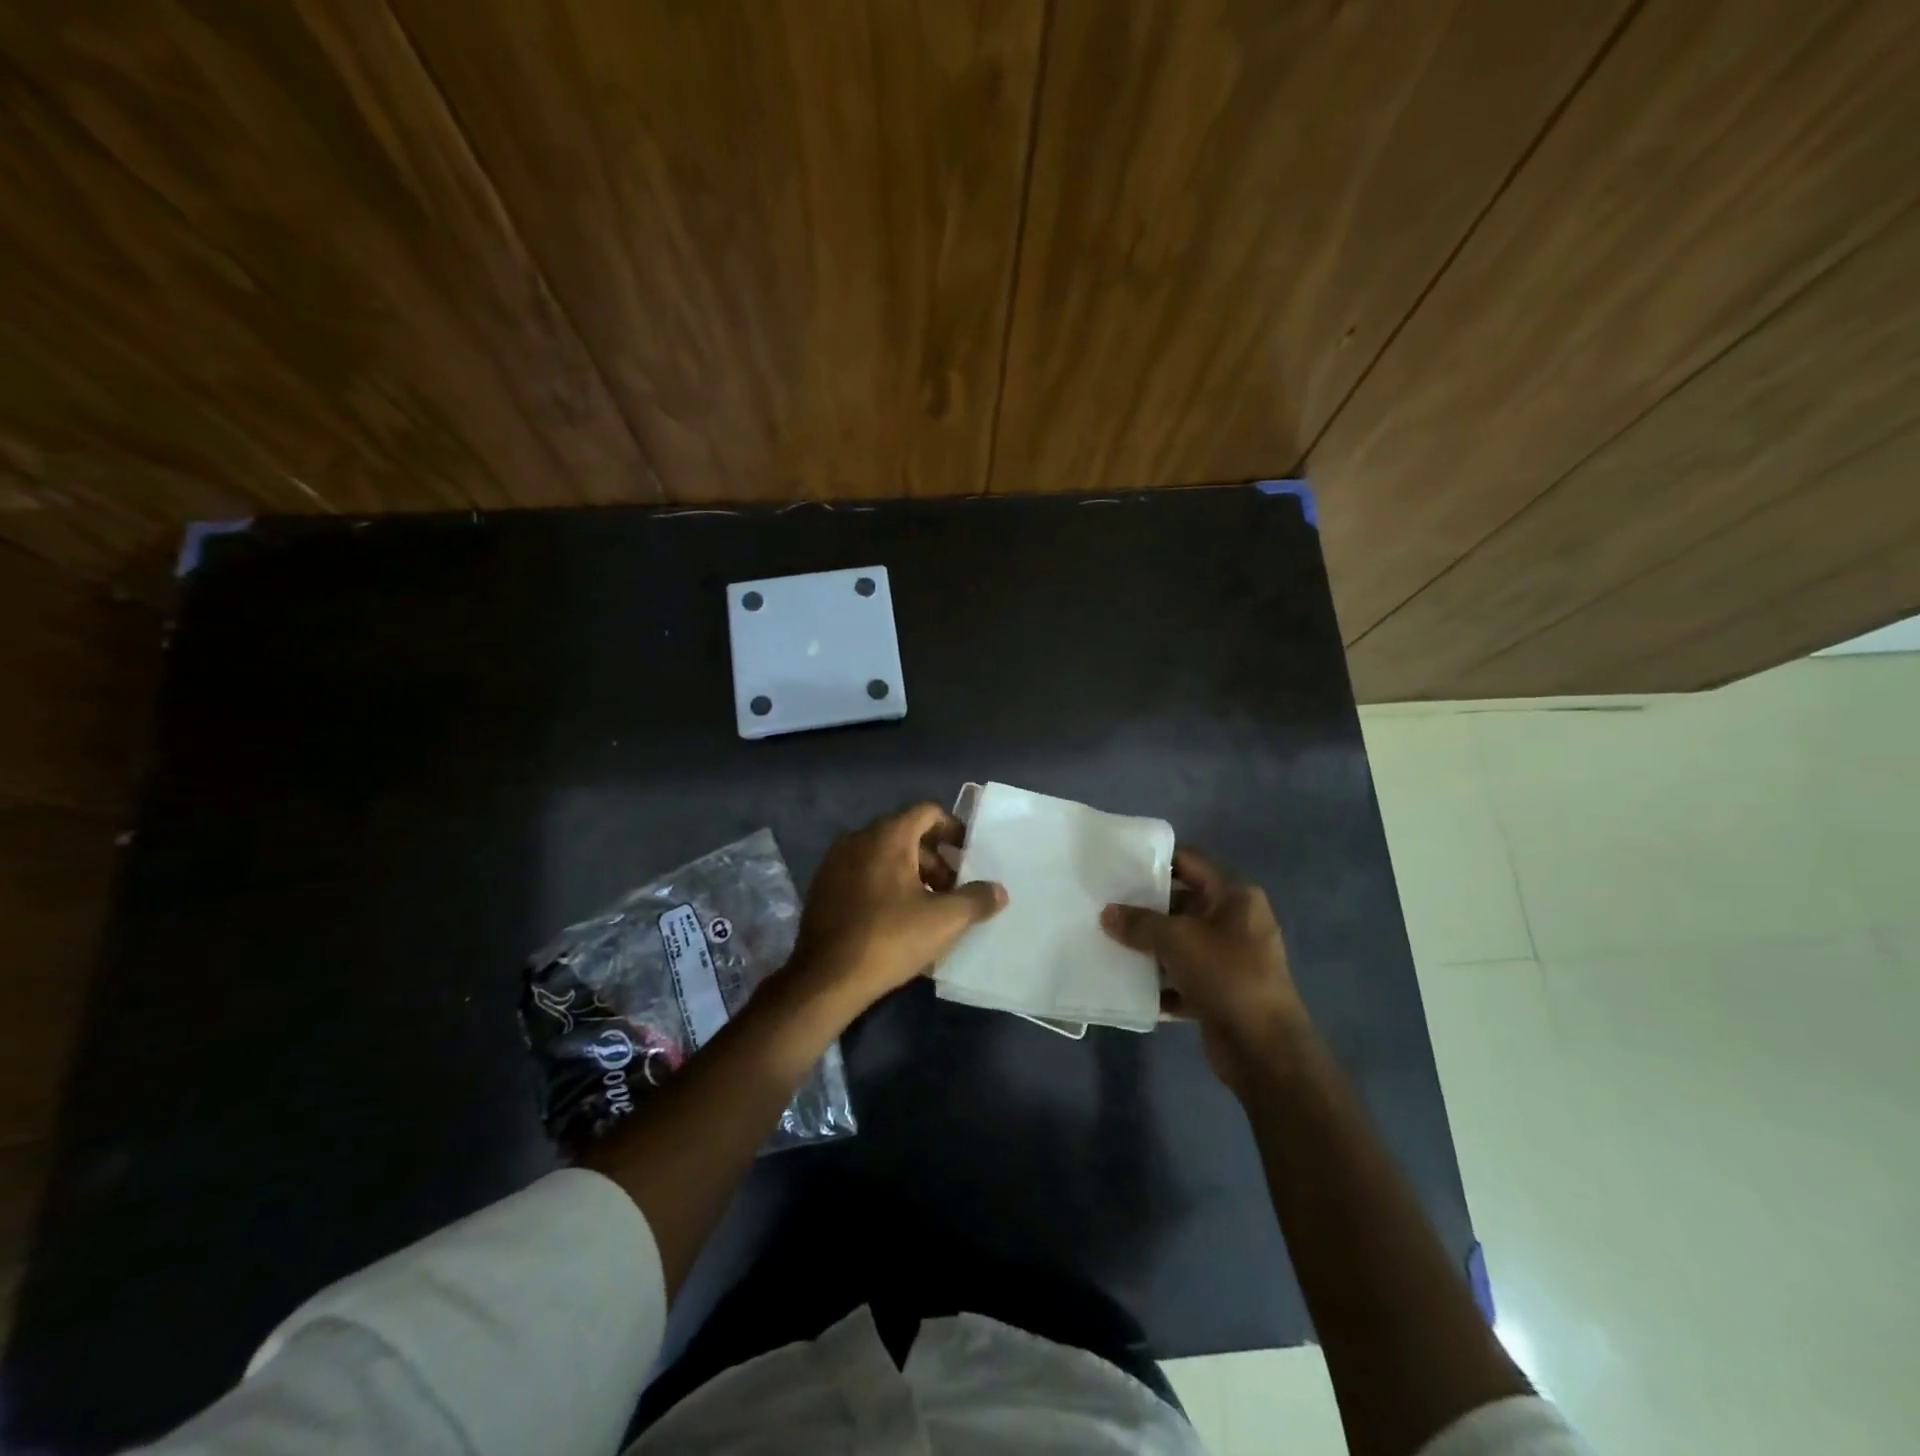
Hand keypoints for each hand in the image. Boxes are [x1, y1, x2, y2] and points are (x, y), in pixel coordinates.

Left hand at [788, 803, 1006, 1015]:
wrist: (826, 977)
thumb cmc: (890, 938)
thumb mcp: (944, 920)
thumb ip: (976, 899)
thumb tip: (999, 890)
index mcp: (888, 835)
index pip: (928, 812)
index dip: (953, 829)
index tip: (967, 856)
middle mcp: (858, 838)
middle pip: (906, 833)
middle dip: (934, 858)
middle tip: (952, 889)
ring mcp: (835, 861)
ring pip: (883, 854)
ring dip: (910, 872)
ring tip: (927, 906)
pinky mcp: (822, 886)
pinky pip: (862, 872)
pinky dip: (884, 883)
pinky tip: (895, 917)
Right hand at [1101, 847, 1307, 1093]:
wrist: (1263, 1050)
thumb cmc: (1226, 976)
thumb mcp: (1177, 940)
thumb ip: (1139, 922)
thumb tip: (1107, 914)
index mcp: (1234, 896)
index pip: (1190, 861)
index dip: (1156, 859)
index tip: (1118, 864)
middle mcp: (1235, 921)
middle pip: (1182, 902)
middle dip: (1144, 907)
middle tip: (1104, 904)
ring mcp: (1229, 959)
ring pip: (1180, 942)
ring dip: (1148, 945)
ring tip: (1107, 940)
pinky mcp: (1220, 992)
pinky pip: (1182, 976)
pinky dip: (1159, 981)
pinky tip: (1127, 983)